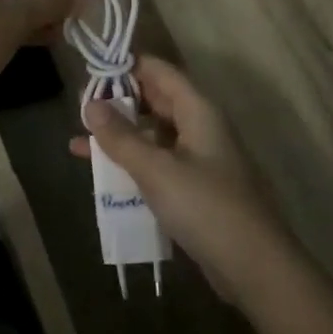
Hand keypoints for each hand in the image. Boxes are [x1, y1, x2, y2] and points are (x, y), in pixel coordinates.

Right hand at [71, 56, 302, 308]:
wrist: (253, 266)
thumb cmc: (205, 207)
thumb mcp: (156, 169)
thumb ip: (121, 137)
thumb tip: (90, 104)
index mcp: (198, 111)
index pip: (159, 71)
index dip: (126, 67)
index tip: (90, 72)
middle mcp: (201, 127)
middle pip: (156, 101)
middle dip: (119, 103)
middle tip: (80, 110)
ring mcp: (200, 159)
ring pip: (154, 135)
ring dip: (121, 137)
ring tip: (80, 142)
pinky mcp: (196, 188)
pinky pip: (159, 164)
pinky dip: (133, 164)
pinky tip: (104, 177)